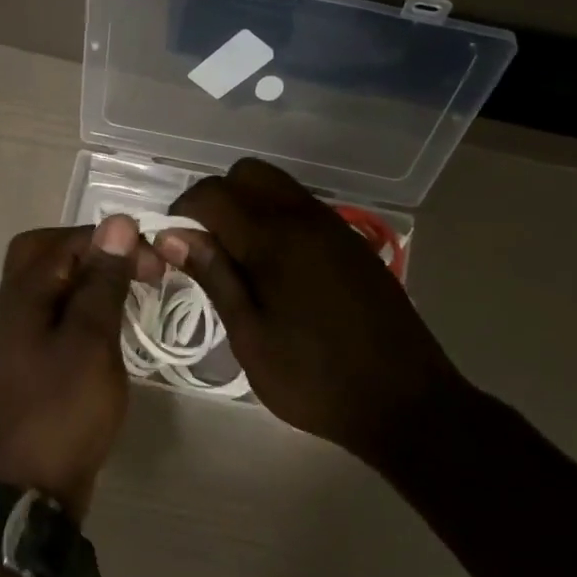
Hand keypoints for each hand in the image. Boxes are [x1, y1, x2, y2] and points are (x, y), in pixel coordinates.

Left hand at [0, 216, 162, 519]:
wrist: (23, 492)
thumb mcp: (90, 341)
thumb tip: (115, 222)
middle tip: (133, 268)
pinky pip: (58, 321)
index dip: (112, 241)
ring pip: (52, 289)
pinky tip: (111, 333)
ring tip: (131, 296)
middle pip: (44, 255)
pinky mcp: (34, 369)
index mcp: (24, 294)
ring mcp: (21, 340)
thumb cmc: (60, 411)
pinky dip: (85, 315)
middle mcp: (15, 309)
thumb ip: (102, 282)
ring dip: (90, 283)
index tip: (155, 263)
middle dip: (91, 252)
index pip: (67, 240)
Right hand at [159, 159, 469, 464]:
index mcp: (275, 238)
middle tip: (204, 247)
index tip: (170, 246)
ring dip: (247, 207)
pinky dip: (276, 220)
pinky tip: (275, 270)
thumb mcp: (250, 336)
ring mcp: (335, 227)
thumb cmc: (315, 378)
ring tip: (237, 260)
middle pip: (248, 174)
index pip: (213, 193)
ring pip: (278, 187)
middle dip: (216, 198)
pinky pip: (303, 209)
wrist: (406, 402)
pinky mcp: (353, 244)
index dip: (182, 211)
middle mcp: (305, 217)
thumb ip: (214, 275)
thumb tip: (173, 235)